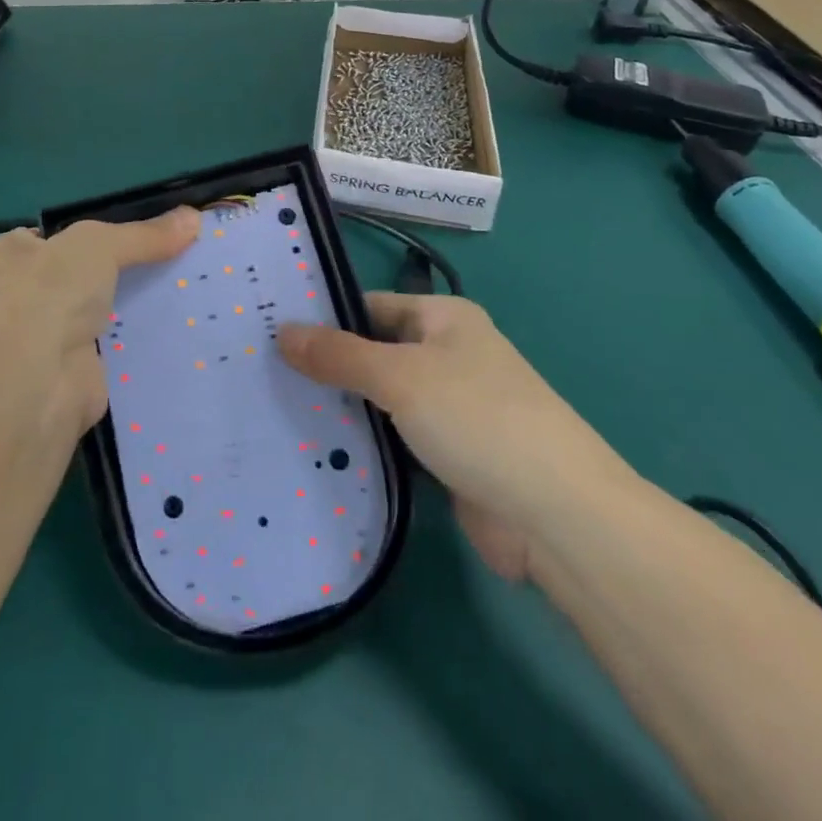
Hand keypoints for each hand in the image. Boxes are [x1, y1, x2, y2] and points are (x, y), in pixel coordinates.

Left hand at [0, 209, 199, 440]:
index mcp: (7, 256)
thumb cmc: (48, 295)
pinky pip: (114, 346)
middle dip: (122, 269)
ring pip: (99, 310)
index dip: (97, 232)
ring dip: (131, 305)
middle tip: (173, 257)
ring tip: (185, 287)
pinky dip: (138, 340)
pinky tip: (177, 326)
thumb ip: (144, 234)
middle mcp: (19, 295)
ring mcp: (44, 337)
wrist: (35, 386)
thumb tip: (193, 217)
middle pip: (82, 273)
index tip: (144, 232)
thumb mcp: (98, 244)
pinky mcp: (73, 372)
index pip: (56, 237)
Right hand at [278, 294, 633, 582]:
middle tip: (265, 375)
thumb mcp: (399, 377)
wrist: (556, 514)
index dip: (326, 317)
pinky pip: (397, 439)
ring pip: (383, 399)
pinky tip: (320, 451)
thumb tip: (281, 331)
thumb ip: (339, 355)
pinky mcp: (450, 456)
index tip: (274, 332)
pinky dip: (366, 443)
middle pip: (375, 353)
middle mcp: (448, 356)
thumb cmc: (477, 419)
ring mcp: (451, 408)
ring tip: (278, 410)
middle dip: (329, 366)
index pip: (372, 306)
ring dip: (345, 407)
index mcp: (445, 319)